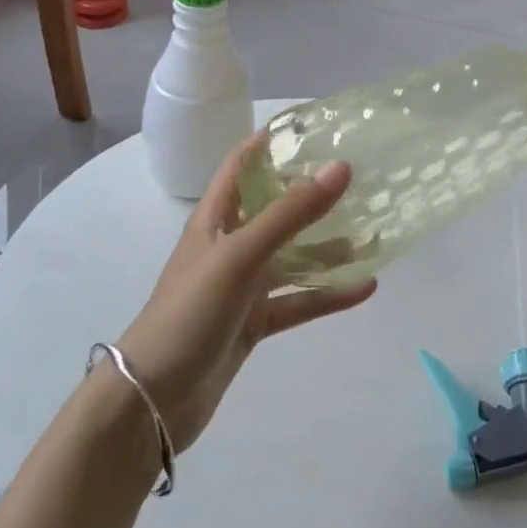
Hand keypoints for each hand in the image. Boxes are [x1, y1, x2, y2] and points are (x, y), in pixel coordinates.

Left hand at [114, 136, 375, 451]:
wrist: (152, 403)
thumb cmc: (190, 312)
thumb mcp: (241, 255)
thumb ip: (291, 213)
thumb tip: (341, 167)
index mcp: (216, 218)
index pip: (243, 162)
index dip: (273, 140)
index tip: (316, 124)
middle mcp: (230, 244)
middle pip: (276, 207)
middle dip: (313, 192)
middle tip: (360, 176)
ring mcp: (242, 285)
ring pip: (293, 256)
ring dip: (329, 246)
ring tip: (374, 231)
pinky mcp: (253, 322)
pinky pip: (298, 300)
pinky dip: (328, 294)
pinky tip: (366, 287)